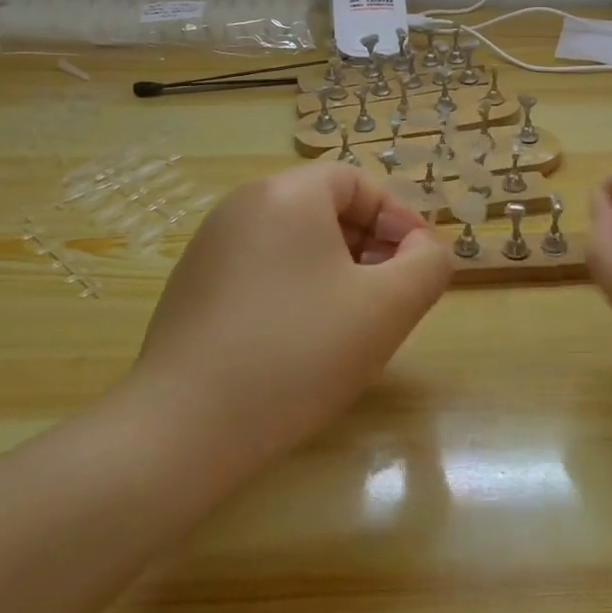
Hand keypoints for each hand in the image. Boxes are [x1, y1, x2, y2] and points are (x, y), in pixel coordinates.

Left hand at [129, 162, 451, 485]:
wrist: (184, 430)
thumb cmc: (299, 353)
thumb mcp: (387, 308)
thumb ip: (427, 265)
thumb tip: (425, 250)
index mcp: (286, 194)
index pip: (356, 182)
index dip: (397, 217)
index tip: (418, 263)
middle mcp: (241, 206)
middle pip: (323, 208)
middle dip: (369, 244)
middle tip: (390, 294)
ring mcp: (208, 248)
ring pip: (293, 242)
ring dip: (334, 269)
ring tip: (352, 321)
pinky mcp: (190, 289)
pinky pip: (260, 270)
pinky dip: (294, 289)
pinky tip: (301, 342)